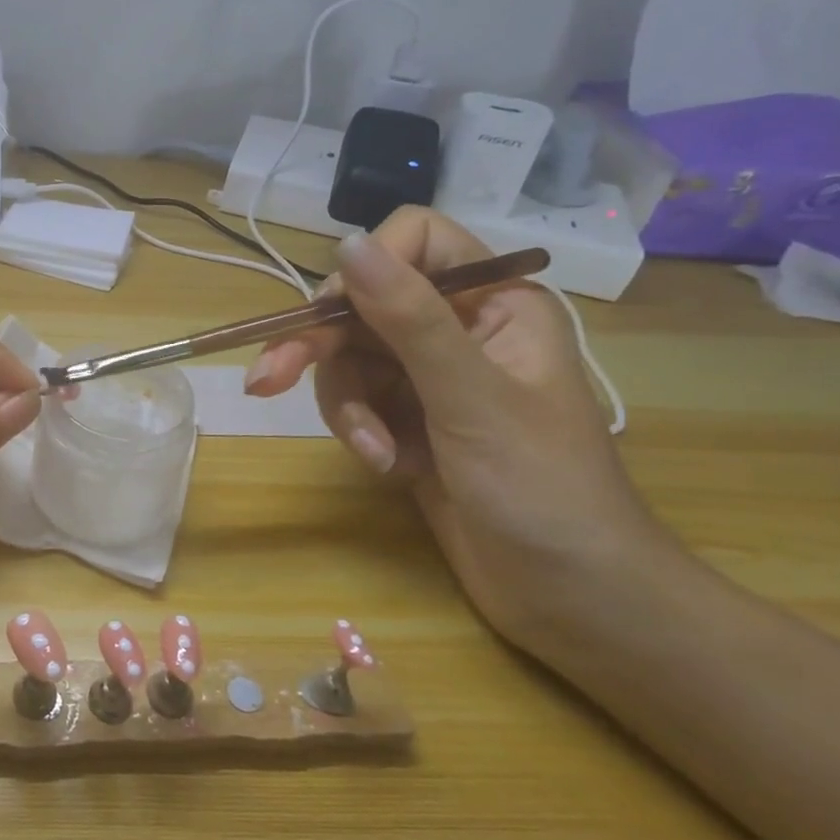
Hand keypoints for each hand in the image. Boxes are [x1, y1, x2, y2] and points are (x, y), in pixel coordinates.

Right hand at [244, 208, 669, 648]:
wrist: (573, 598)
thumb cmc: (543, 489)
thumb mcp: (470, 397)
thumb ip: (408, 318)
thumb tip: (346, 241)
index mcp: (494, 303)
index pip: (415, 243)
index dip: (365, 269)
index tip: (330, 314)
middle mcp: (457, 329)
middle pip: (362, 307)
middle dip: (318, 349)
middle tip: (266, 382)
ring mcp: (429, 378)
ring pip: (348, 360)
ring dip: (347, 407)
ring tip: (376, 454)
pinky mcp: (407, 421)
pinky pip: (355, 402)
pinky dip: (360, 432)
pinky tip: (388, 469)